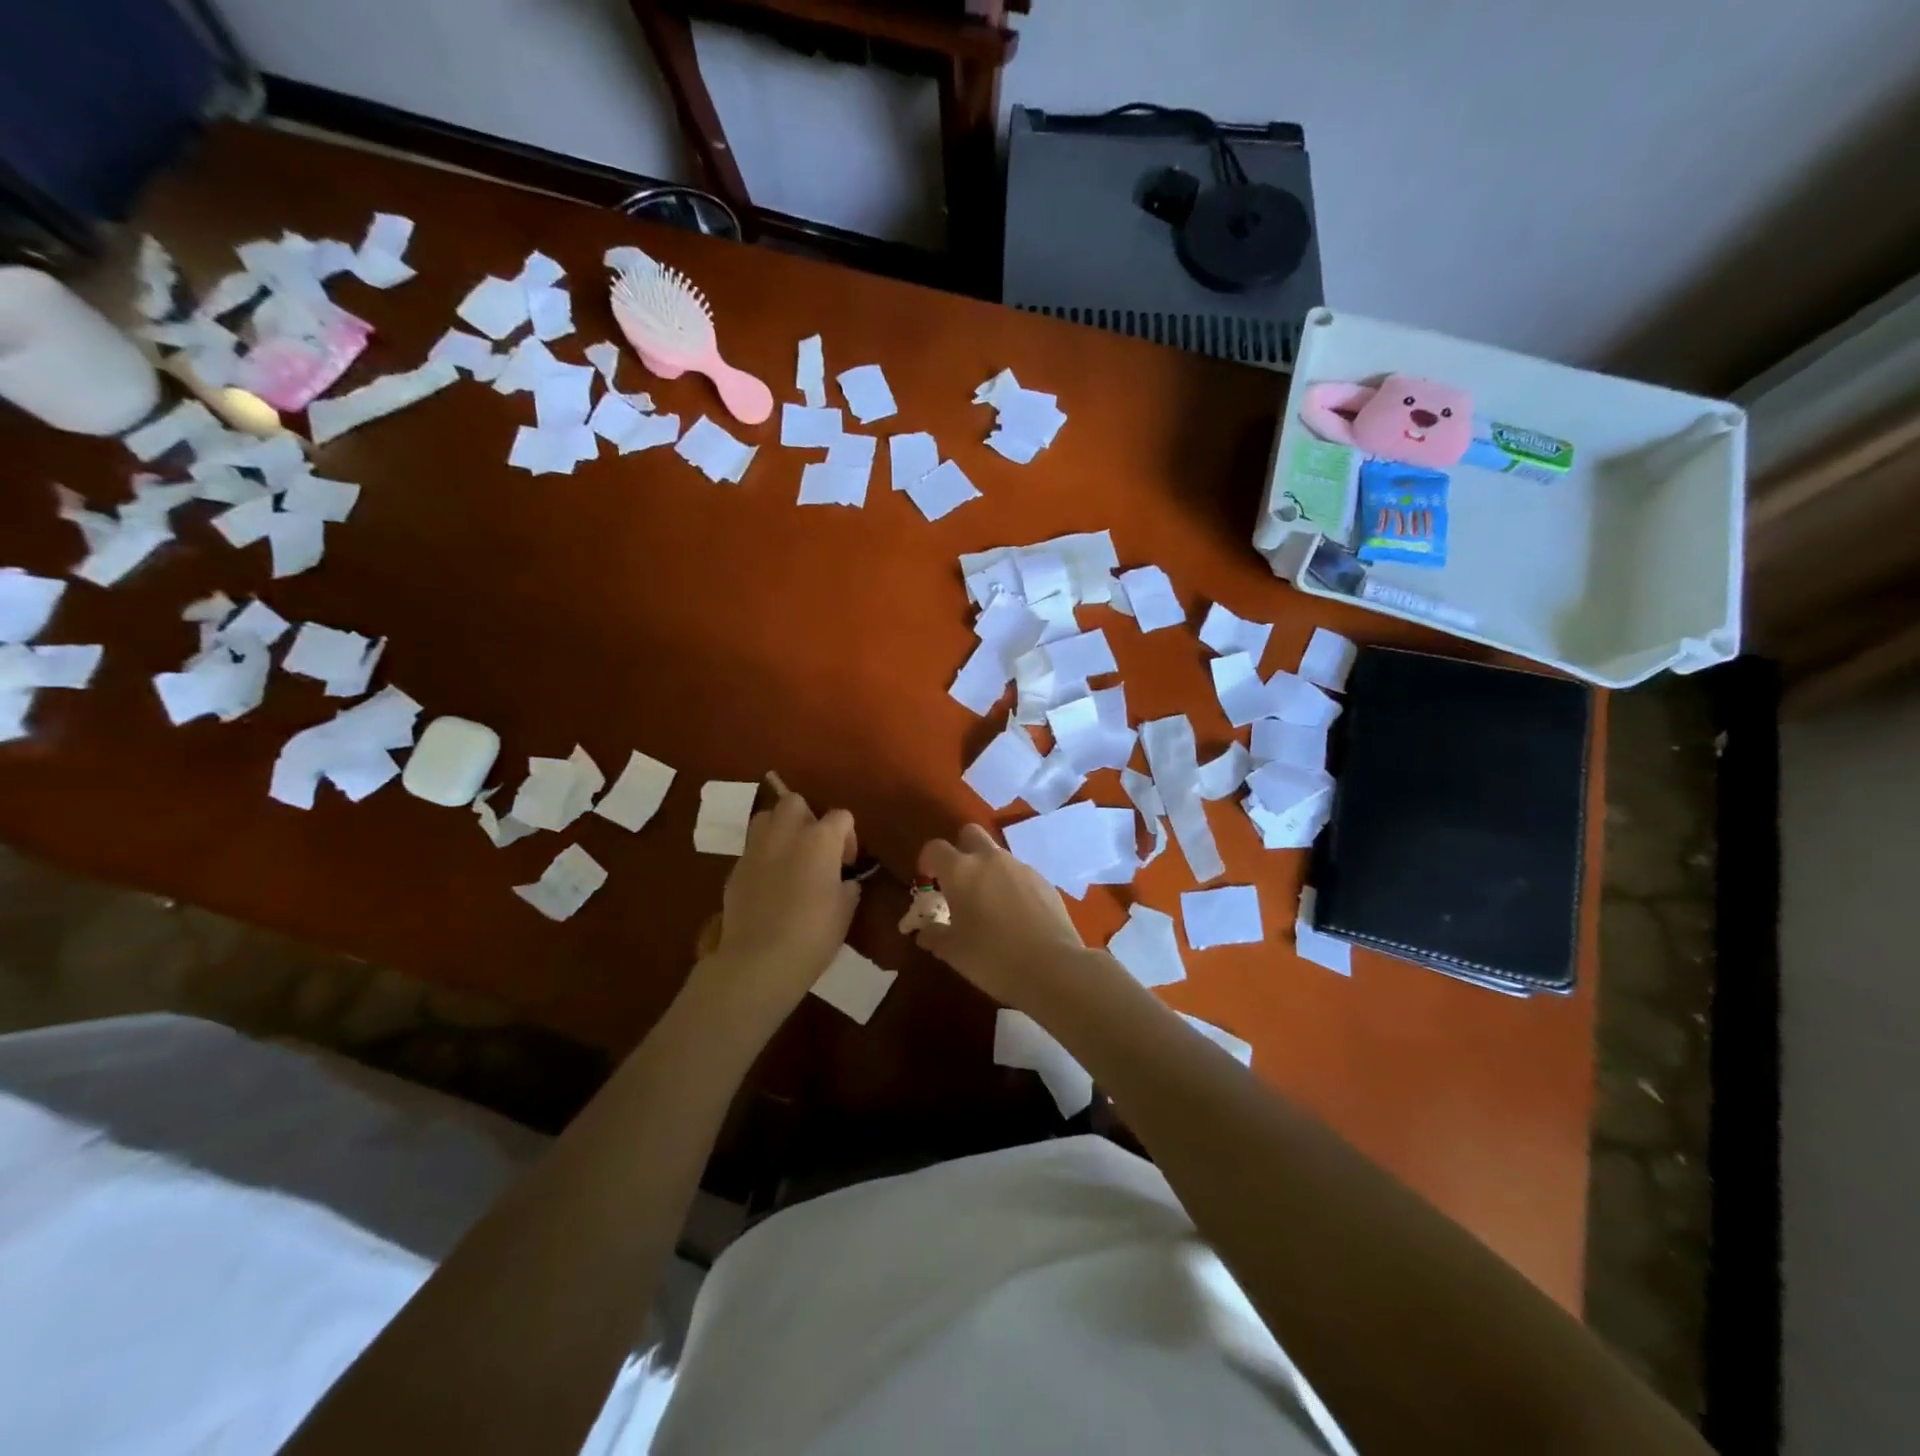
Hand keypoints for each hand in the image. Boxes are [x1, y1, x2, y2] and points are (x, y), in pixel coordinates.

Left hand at [685, 782, 858, 1037]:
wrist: (760, 960)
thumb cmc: (814, 934)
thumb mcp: (845, 910)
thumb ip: (847, 885)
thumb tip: (844, 880)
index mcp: (820, 839)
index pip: (841, 816)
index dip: (848, 837)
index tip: (846, 865)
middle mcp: (787, 833)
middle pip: (796, 802)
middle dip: (808, 818)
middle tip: (815, 849)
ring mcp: (756, 848)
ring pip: (766, 817)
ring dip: (780, 829)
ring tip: (789, 858)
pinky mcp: (735, 868)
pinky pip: (752, 849)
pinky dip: (763, 856)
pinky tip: (770, 884)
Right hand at [914, 825, 1099, 1015]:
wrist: (1052, 967)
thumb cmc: (992, 958)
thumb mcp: (954, 952)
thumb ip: (934, 936)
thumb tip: (924, 932)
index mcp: (961, 871)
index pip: (935, 848)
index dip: (928, 860)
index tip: (928, 879)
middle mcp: (991, 859)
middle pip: (971, 834)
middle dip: (961, 849)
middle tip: (959, 881)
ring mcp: (1021, 867)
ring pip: (998, 855)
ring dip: (988, 870)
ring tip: (989, 905)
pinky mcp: (1045, 881)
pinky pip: (1020, 874)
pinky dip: (1012, 886)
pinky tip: (1016, 916)